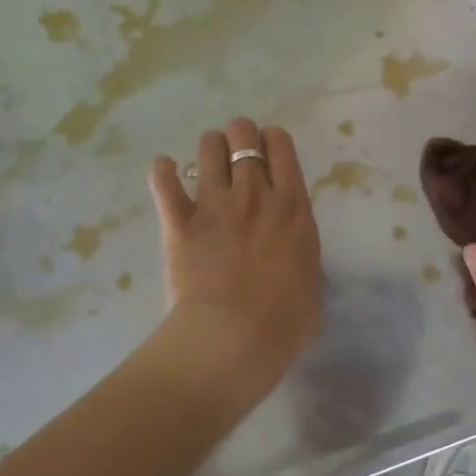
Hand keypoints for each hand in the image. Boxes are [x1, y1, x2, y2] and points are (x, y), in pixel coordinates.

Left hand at [148, 117, 322, 396]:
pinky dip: (162, 173)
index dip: (272, 140)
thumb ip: (304, 261)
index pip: (281, 144)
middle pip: (243, 135)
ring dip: (208, 149)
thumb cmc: (284, 322)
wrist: (234, 340)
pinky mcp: (180, 224)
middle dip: (239, 136)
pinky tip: (164, 170)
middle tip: (236, 154)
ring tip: (206, 163)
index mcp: (292, 206)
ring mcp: (215, 205)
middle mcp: (254, 194)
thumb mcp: (313, 285)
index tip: (268, 152)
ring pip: (207, 148)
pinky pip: (165, 183)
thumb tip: (297, 267)